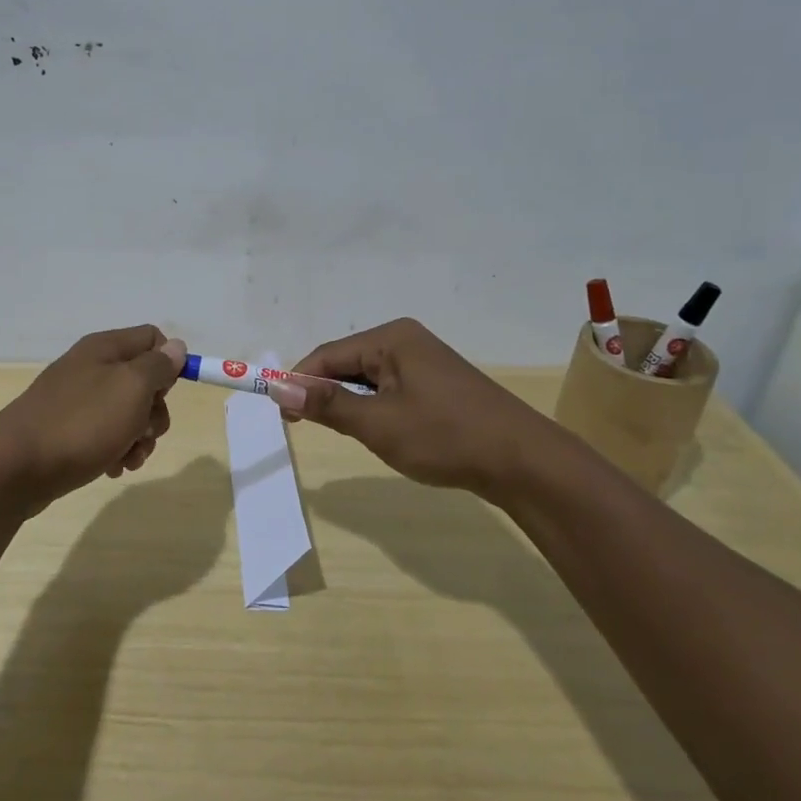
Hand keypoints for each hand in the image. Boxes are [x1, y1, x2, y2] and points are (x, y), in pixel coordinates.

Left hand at [0, 325, 186, 508]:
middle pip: (144, 381)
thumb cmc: (82, 422)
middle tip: (145, 432)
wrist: (17, 467)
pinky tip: (112, 468)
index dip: (168, 364)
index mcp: (105, 348)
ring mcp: (77, 401)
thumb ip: (158, 366)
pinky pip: (105, 435)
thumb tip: (175, 348)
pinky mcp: (68, 431)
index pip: (152, 338)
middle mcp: (91, 368)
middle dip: (154, 412)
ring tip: (128, 459)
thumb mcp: (131, 388)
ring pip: (127, 413)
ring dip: (138, 438)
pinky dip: (116, 451)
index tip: (164, 393)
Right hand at [285, 318, 552, 493]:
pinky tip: (380, 432)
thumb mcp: (378, 423)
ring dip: (350, 404)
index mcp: (391, 338)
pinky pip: (390, 390)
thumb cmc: (444, 436)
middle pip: (347, 363)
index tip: (280, 414)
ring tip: (348, 433)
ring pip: (368, 380)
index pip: (327, 354)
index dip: (298, 382)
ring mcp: (425, 362)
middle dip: (324, 393)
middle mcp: (406, 340)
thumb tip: (278, 389)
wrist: (523, 461)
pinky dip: (374, 409)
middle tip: (305, 427)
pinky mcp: (438, 384)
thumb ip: (327, 404)